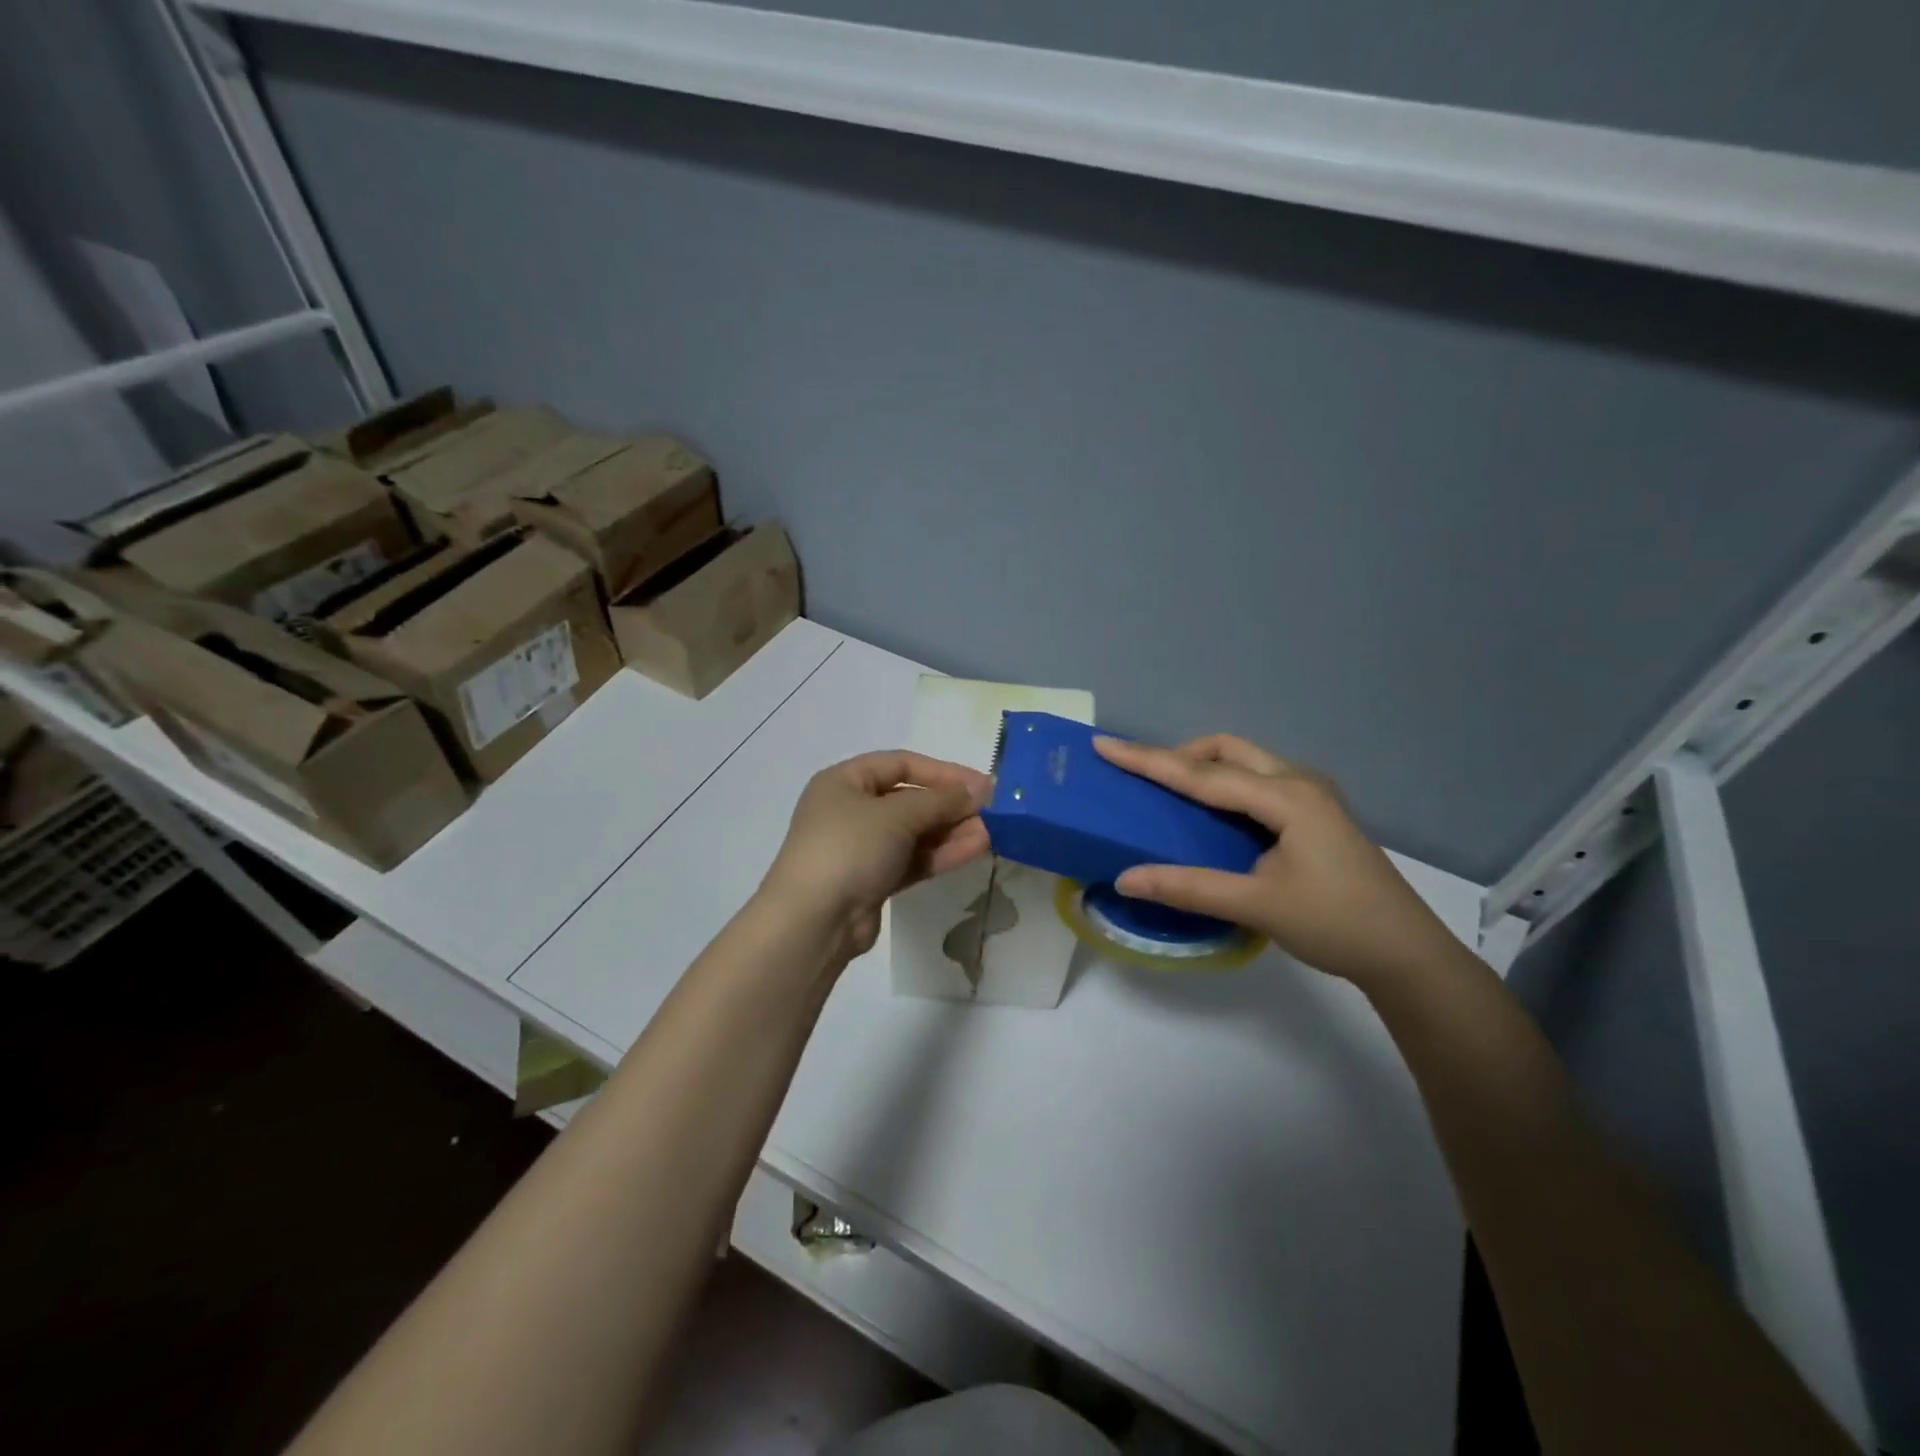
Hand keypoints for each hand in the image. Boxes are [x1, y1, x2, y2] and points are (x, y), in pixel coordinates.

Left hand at [760, 750, 991, 963]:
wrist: (813, 921)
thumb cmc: (849, 848)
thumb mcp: (896, 814)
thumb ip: (940, 800)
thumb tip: (978, 790)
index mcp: (844, 781)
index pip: (900, 764)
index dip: (942, 771)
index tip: (980, 783)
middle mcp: (851, 809)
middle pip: (910, 799)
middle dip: (950, 805)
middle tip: (991, 811)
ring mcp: (862, 847)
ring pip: (914, 832)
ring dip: (951, 830)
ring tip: (991, 832)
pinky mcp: (873, 880)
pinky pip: (912, 858)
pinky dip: (940, 853)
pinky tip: (974, 849)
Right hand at [1092, 734, 1467, 987]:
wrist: (1406, 954)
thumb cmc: (1336, 924)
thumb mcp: (1257, 906)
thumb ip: (1188, 887)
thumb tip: (1125, 878)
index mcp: (1286, 797)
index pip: (1201, 774)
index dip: (1148, 760)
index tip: (1104, 745)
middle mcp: (1298, 783)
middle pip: (1226, 750)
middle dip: (1179, 754)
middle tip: (1141, 777)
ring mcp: (1311, 796)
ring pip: (1244, 762)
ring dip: (1203, 767)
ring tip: (1167, 793)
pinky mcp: (1314, 814)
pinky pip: (1256, 782)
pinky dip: (1223, 785)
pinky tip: (1209, 814)